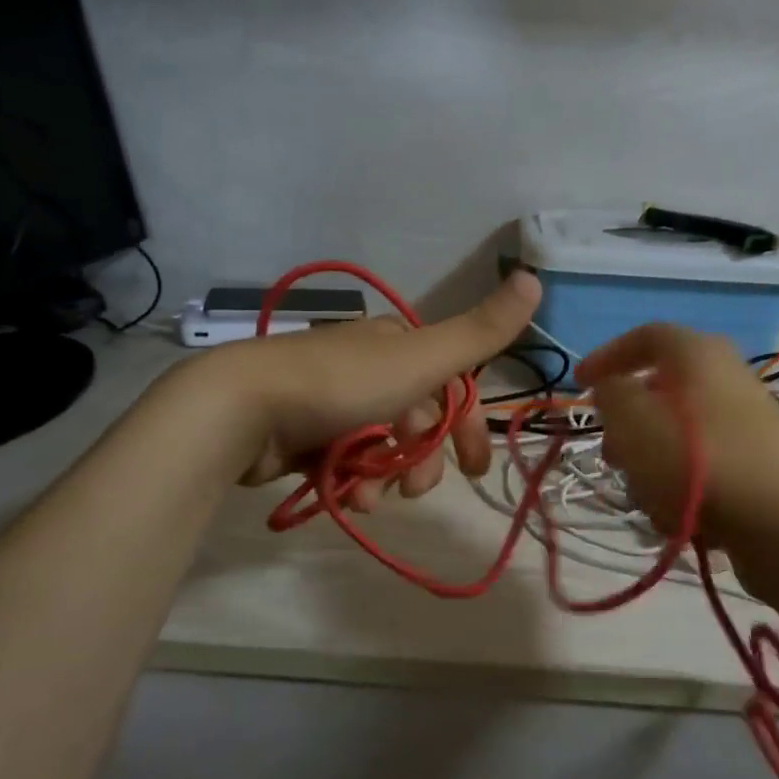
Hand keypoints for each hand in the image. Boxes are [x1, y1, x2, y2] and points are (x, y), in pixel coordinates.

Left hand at [192, 271, 542, 509]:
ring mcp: (331, 400)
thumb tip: (536, 279)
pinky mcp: (302, 433)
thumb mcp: (422, 359)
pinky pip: (344, 460)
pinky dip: (353, 481)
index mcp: (397, 344)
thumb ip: (480, 332)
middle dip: (422, 460)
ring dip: (385, 477)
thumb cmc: (342, 384)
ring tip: (370, 499)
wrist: (243, 409)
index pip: (450, 385)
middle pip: (416, 420)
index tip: (477, 468)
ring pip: (380, 446)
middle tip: (416, 491)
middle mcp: (367, 366)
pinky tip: (347, 498)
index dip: (468, 426)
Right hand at [578, 323, 778, 544]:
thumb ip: (610, 396)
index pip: (645, 336)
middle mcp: (726, 380)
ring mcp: (747, 426)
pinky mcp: (760, 469)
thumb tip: (612, 389)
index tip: (579, 386)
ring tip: (648, 500)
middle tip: (611, 456)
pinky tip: (682, 522)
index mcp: (697, 354)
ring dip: (652, 468)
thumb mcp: (634, 421)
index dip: (606, 356)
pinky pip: (704, 471)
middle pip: (660, 393)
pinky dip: (684, 492)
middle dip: (628, 428)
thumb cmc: (702, 462)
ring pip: (678, 439)